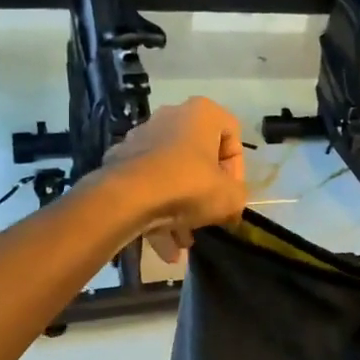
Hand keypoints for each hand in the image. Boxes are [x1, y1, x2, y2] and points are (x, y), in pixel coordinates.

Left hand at [99, 97, 248, 261]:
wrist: (126, 197)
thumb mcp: (230, 197)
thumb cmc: (188, 186)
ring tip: (183, 242)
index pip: (232, 135)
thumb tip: (230, 202)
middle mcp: (171, 116)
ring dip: (180, 209)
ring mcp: (142, 137)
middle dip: (204, 192)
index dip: (236, 169)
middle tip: (208, 217)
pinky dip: (156, 211)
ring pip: (171, 174)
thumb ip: (238, 196)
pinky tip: (163, 246)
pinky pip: (147, 185)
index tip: (230, 193)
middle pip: (199, 157)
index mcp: (202, 113)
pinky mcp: (121, 160)